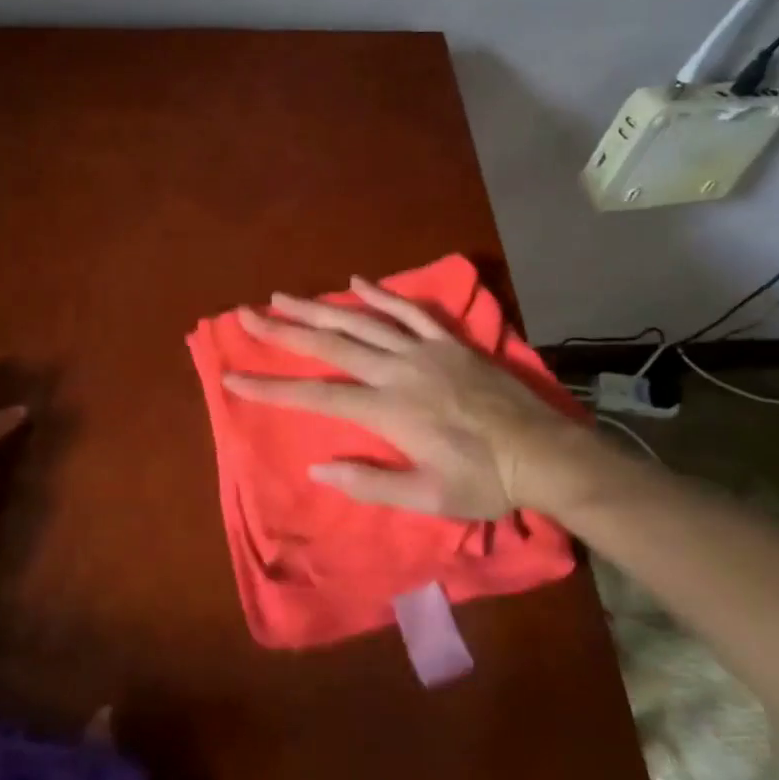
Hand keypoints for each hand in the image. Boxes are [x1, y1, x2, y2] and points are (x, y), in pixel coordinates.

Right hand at [221, 277, 573, 518]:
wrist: (544, 453)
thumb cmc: (485, 482)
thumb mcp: (428, 498)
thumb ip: (370, 482)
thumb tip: (317, 468)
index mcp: (388, 410)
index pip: (317, 394)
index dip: (271, 387)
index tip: (233, 377)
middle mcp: (398, 371)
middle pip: (330, 345)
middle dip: (283, 330)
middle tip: (247, 314)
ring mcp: (425, 350)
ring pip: (362, 321)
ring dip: (319, 307)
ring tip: (283, 295)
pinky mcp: (449, 342)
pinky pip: (410, 311)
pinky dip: (381, 295)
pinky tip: (356, 281)